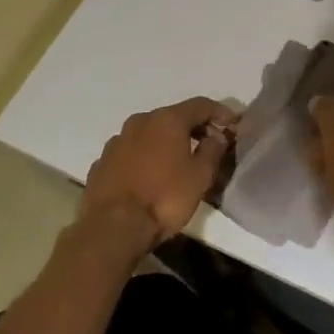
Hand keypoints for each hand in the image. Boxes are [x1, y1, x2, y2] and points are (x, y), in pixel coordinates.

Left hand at [79, 97, 236, 246]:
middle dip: (192, 127)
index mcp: (167, 120)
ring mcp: (116, 142)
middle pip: (172, 117)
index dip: (219, 111)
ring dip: (166, 142)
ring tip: (178, 162)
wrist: (112, 228)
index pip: (200, 105)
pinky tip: (150, 176)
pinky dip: (145, 158)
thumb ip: (212, 150)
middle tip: (208, 143)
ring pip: (149, 134)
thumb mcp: (200, 176)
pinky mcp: (101, 163)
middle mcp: (139, 122)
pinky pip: (130, 153)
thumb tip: (216, 136)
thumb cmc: (165, 198)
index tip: (232, 123)